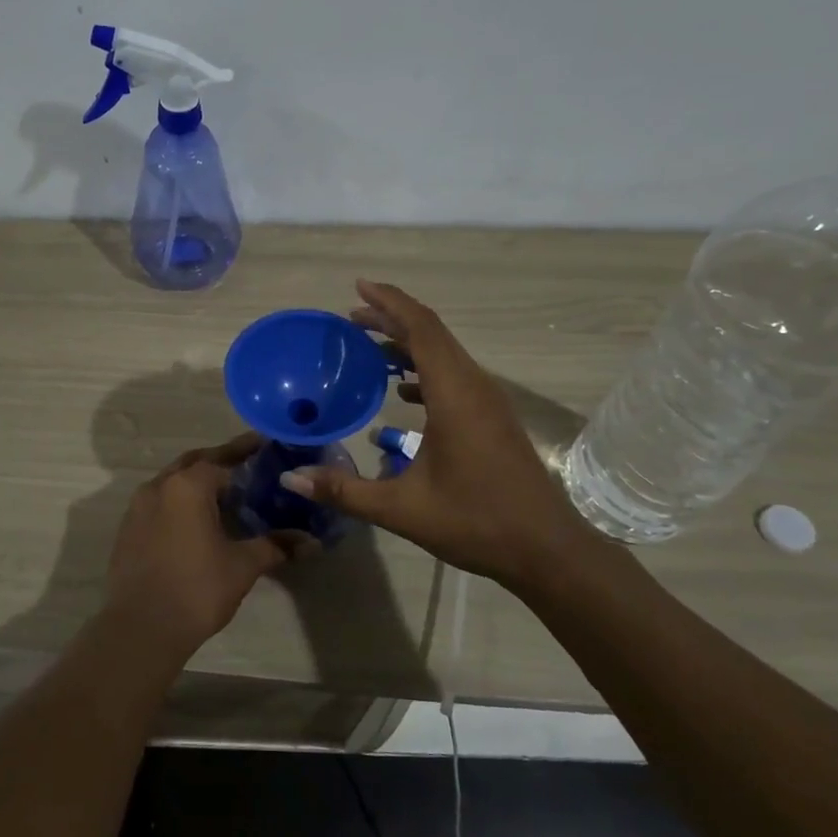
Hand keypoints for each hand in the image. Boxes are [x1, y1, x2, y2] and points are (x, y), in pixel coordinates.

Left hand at [103, 433, 311, 659]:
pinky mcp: (128, 530)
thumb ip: (276, 546)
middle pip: (194, 463)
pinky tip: (196, 520)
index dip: (246, 453)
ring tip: (225, 493)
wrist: (140, 628)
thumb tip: (311, 542)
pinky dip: (179, 502)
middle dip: (220, 461)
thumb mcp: (243, 565)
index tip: (266, 446)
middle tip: (248, 464)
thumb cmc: (197, 589)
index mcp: (188, 485)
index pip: (223, 459)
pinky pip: (159, 503)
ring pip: (173, 482)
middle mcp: (159, 486)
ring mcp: (138, 507)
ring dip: (197, 481)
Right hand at [279, 281, 602, 584]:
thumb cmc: (476, 522)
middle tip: (351, 315)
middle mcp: (474, 386)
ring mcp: (488, 401)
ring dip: (408, 343)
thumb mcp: (401, 509)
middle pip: (432, 333)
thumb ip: (344, 491)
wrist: (547, 549)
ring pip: (445, 353)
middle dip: (391, 318)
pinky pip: (454, 375)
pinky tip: (401, 390)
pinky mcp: (493, 417)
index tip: (358, 287)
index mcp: (454, 394)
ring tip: (369, 345)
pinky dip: (424, 368)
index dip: (389, 302)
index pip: (421, 329)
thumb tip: (290, 478)